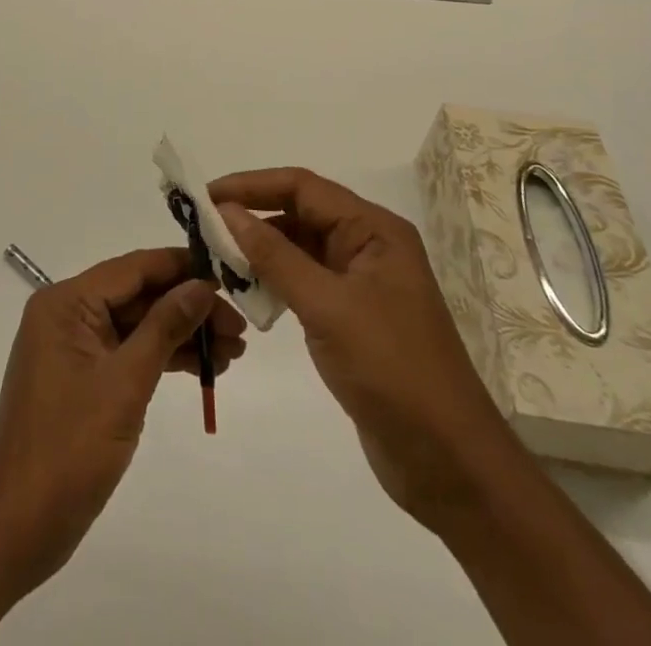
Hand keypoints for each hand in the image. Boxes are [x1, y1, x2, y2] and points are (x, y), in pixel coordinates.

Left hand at [0, 248, 246, 597]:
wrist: (16, 529)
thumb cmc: (68, 449)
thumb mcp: (125, 384)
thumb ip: (165, 327)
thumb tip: (201, 284)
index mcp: (66, 302)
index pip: (133, 268)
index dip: (181, 267)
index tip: (227, 273)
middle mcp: (68, 314)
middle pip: (138, 296)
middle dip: (189, 308)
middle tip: (239, 328)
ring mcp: (74, 348)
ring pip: (138, 326)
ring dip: (182, 335)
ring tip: (233, 352)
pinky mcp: (83, 379)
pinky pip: (128, 353)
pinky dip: (163, 359)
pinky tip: (203, 369)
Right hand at [210, 168, 526, 533]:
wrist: (449, 464)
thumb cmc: (392, 371)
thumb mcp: (328, 307)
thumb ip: (275, 256)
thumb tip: (227, 211)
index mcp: (373, 230)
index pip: (302, 187)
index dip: (251, 185)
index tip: (205, 196)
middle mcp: (367, 246)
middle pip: (299, 214)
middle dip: (251, 217)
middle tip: (201, 229)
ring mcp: (359, 284)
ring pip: (298, 249)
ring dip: (259, 252)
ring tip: (213, 260)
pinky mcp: (350, 318)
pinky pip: (303, 283)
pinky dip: (273, 283)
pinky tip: (245, 294)